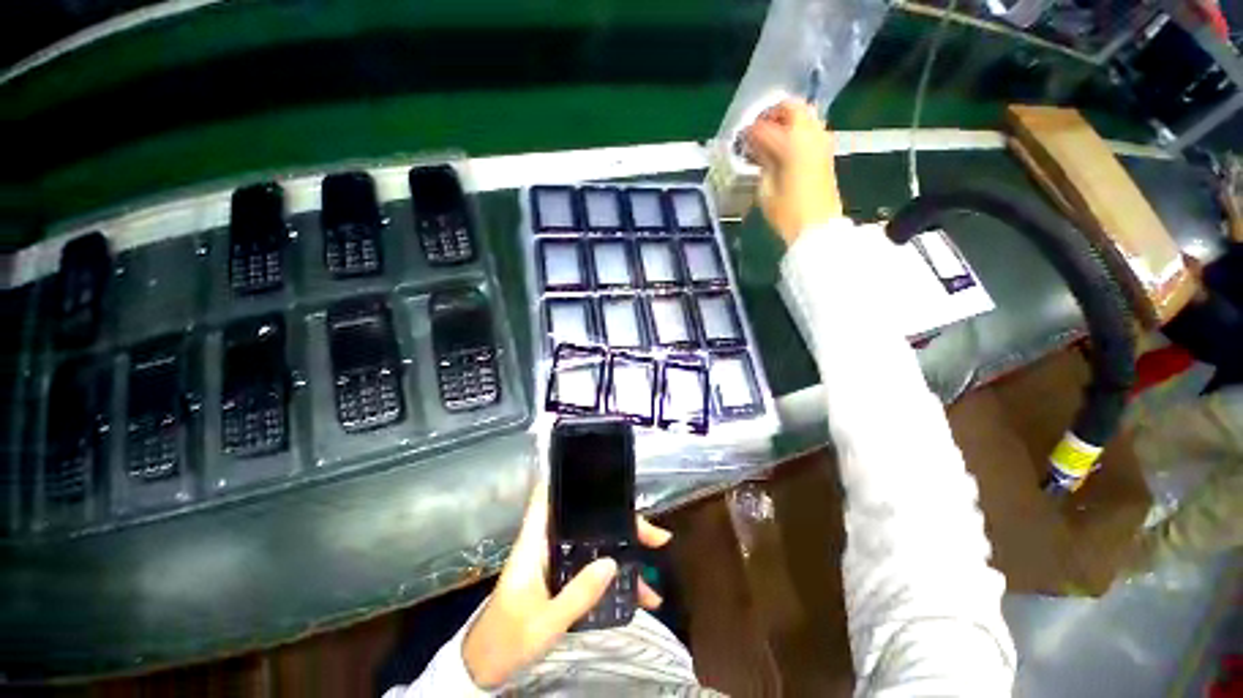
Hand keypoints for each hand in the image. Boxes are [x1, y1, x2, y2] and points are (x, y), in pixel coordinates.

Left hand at [461, 483, 672, 688]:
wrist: (485, 669)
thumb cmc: (506, 641)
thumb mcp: (544, 623)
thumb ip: (577, 594)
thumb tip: (612, 562)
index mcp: (534, 542)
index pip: (549, 496)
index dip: (573, 480)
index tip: (607, 480)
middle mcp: (547, 544)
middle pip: (587, 522)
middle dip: (621, 527)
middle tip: (654, 537)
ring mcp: (556, 562)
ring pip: (595, 547)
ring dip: (623, 557)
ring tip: (652, 579)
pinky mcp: (561, 579)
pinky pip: (592, 570)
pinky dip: (613, 580)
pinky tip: (635, 598)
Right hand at [744, 99, 843, 245]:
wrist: (818, 226)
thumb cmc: (787, 213)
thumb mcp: (766, 190)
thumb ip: (762, 162)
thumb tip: (758, 149)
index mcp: (792, 143)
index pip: (765, 127)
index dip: (750, 131)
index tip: (740, 138)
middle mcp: (810, 134)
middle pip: (792, 107)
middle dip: (772, 114)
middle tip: (757, 129)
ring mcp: (821, 142)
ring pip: (804, 115)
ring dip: (786, 120)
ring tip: (769, 138)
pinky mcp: (826, 152)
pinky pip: (810, 129)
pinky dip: (796, 131)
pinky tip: (783, 148)